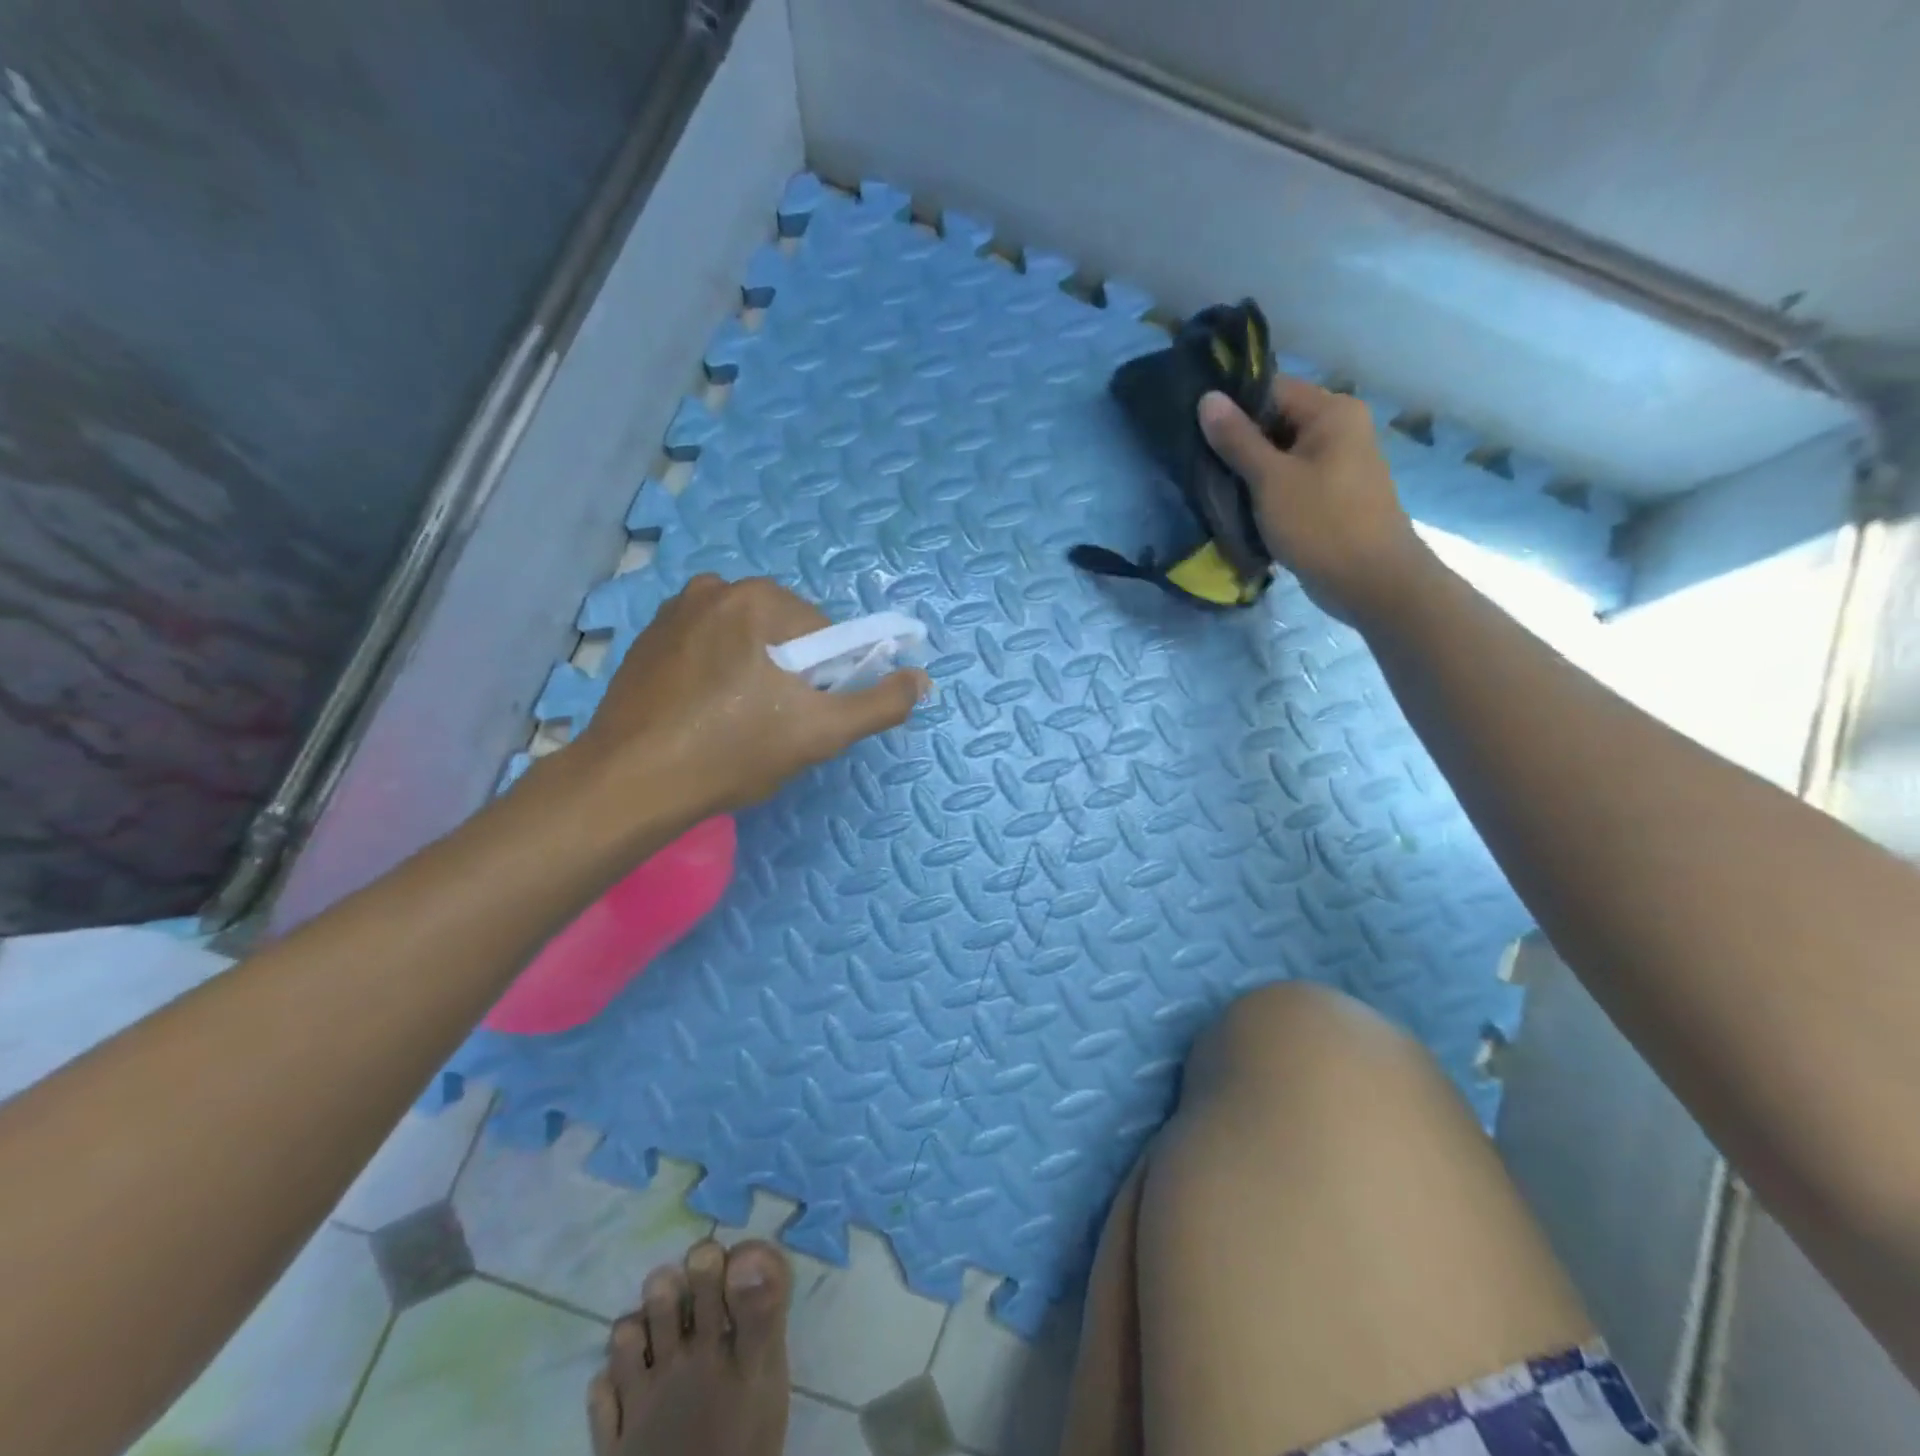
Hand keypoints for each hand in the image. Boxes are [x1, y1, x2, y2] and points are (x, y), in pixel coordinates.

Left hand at [570, 575, 927, 818]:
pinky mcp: (647, 639)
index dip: (826, 680)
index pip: (824, 635)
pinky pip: (706, 649)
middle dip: (789, 675)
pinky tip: (704, 715)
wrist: (632, 783)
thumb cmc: (732, 751)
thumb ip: (879, 703)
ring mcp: (673, 611)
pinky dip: (717, 674)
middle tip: (772, 727)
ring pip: (745, 642)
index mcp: (759, 598)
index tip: (804, 718)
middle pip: (784, 634)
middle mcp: (714, 588)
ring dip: (754, 674)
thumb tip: (921, 678)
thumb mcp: (821, 732)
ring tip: (735, 724)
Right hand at [1198, 378, 1431, 621]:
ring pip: (1280, 456)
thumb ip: (1237, 439)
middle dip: (1237, 443)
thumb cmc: (1321, 524)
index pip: (1271, 390)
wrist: (1371, 582)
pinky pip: (1291, 481)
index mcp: (1331, 411)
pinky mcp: (1331, 495)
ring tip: (1212, 487)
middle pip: (1276, 422)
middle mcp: (1340, 428)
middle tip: (1197, 463)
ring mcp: (1339, 463)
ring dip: (1249, 472)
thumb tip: (1208, 398)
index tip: (1193, 429)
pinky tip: (1239, 507)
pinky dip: (1266, 491)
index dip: (1231, 407)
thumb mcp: (1270, 480)